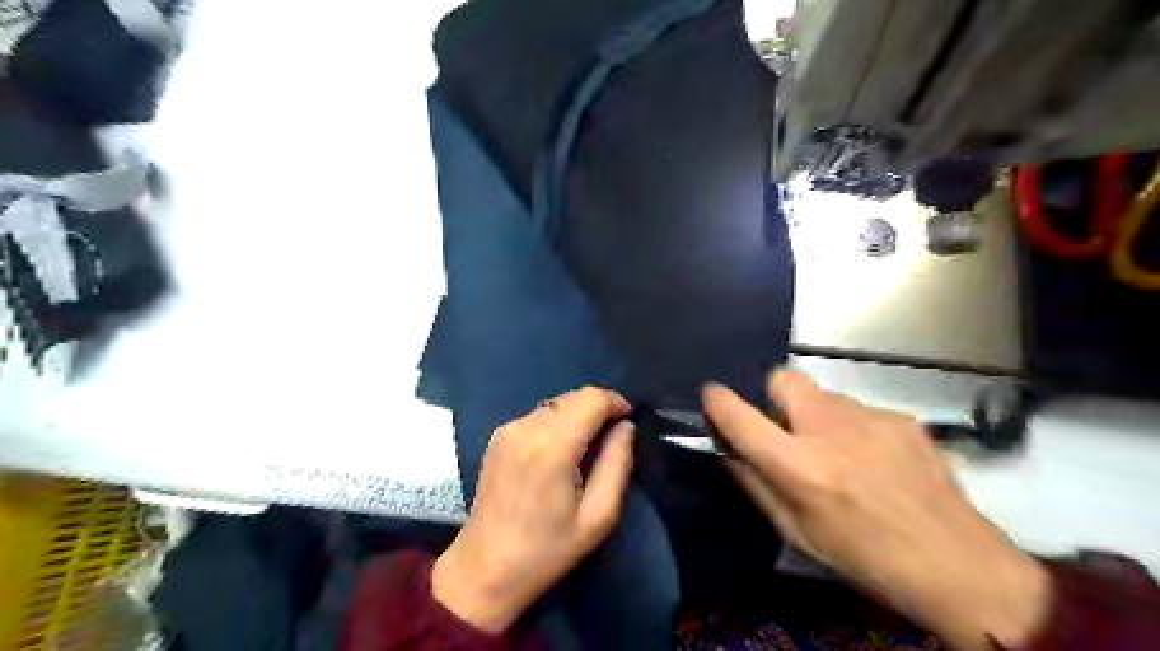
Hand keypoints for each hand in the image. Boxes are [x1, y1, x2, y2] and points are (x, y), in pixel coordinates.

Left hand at [431, 387, 633, 630]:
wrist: (485, 568)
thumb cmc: (548, 549)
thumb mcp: (598, 516)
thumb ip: (617, 463)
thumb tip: (626, 427)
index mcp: (553, 445)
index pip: (592, 397)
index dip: (615, 402)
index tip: (628, 422)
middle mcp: (527, 426)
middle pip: (574, 395)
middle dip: (598, 408)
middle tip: (611, 438)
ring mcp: (508, 428)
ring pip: (556, 403)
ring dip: (578, 414)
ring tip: (587, 447)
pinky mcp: (497, 436)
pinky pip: (538, 415)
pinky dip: (558, 422)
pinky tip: (559, 452)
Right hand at [708, 373, 1053, 650]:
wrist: (956, 564)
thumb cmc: (864, 558)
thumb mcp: (795, 533)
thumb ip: (755, 484)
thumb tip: (729, 451)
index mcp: (800, 466)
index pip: (741, 417)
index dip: (718, 401)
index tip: (711, 395)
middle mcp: (830, 430)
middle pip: (782, 378)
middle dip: (772, 396)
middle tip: (783, 427)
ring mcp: (870, 418)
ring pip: (823, 394)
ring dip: (815, 414)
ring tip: (836, 451)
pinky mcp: (901, 417)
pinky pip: (858, 410)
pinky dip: (852, 427)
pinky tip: (873, 459)